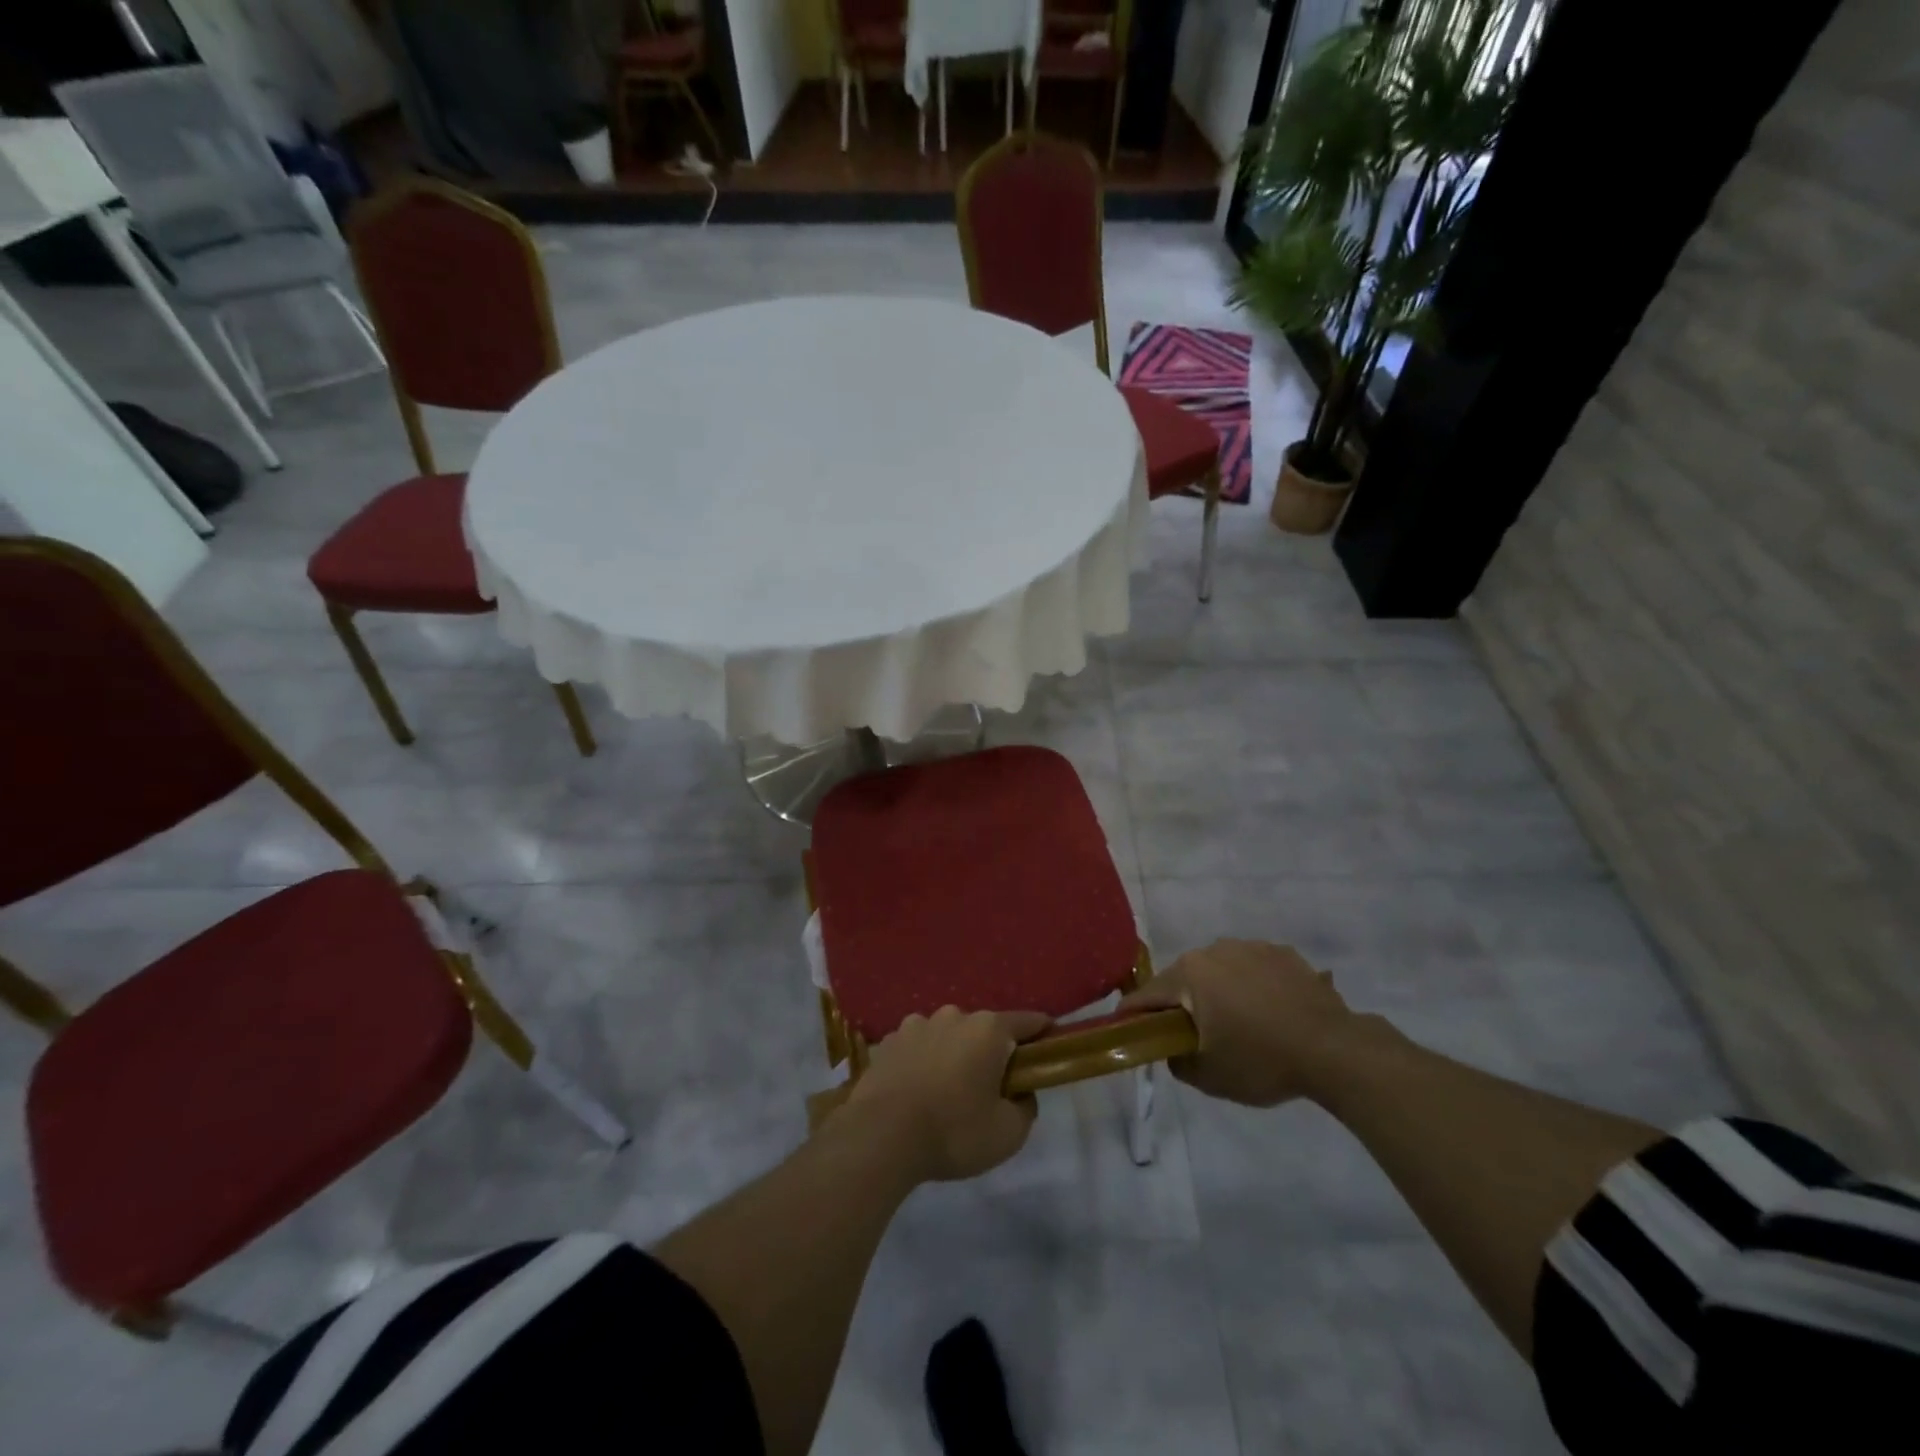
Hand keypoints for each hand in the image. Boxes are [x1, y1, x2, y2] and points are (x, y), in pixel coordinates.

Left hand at [844, 1007, 1050, 1182]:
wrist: (880, 1135)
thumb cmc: (953, 1131)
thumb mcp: (1008, 1134)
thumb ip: (1025, 1107)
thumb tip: (1020, 1092)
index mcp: (988, 1029)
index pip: (1027, 1022)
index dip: (1042, 1033)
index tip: (1048, 1047)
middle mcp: (954, 1016)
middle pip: (984, 1030)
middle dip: (991, 1052)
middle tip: (990, 1088)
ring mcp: (917, 1024)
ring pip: (948, 1036)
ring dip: (954, 1055)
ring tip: (947, 1092)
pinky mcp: (889, 1041)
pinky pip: (918, 1047)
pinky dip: (923, 1062)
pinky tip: (917, 1092)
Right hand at [1119, 940, 1357, 1106]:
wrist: (1335, 1050)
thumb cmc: (1262, 1061)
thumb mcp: (1209, 1076)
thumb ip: (1177, 1061)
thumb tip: (1173, 1049)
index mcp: (1190, 973)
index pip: (1148, 995)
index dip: (1133, 1015)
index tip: (1126, 1031)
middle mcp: (1215, 950)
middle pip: (1185, 979)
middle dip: (1183, 1004)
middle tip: (1193, 1036)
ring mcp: (1252, 947)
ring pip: (1220, 971)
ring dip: (1220, 992)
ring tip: (1240, 1025)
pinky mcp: (1284, 953)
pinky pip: (1255, 969)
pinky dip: (1253, 987)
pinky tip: (1271, 1014)